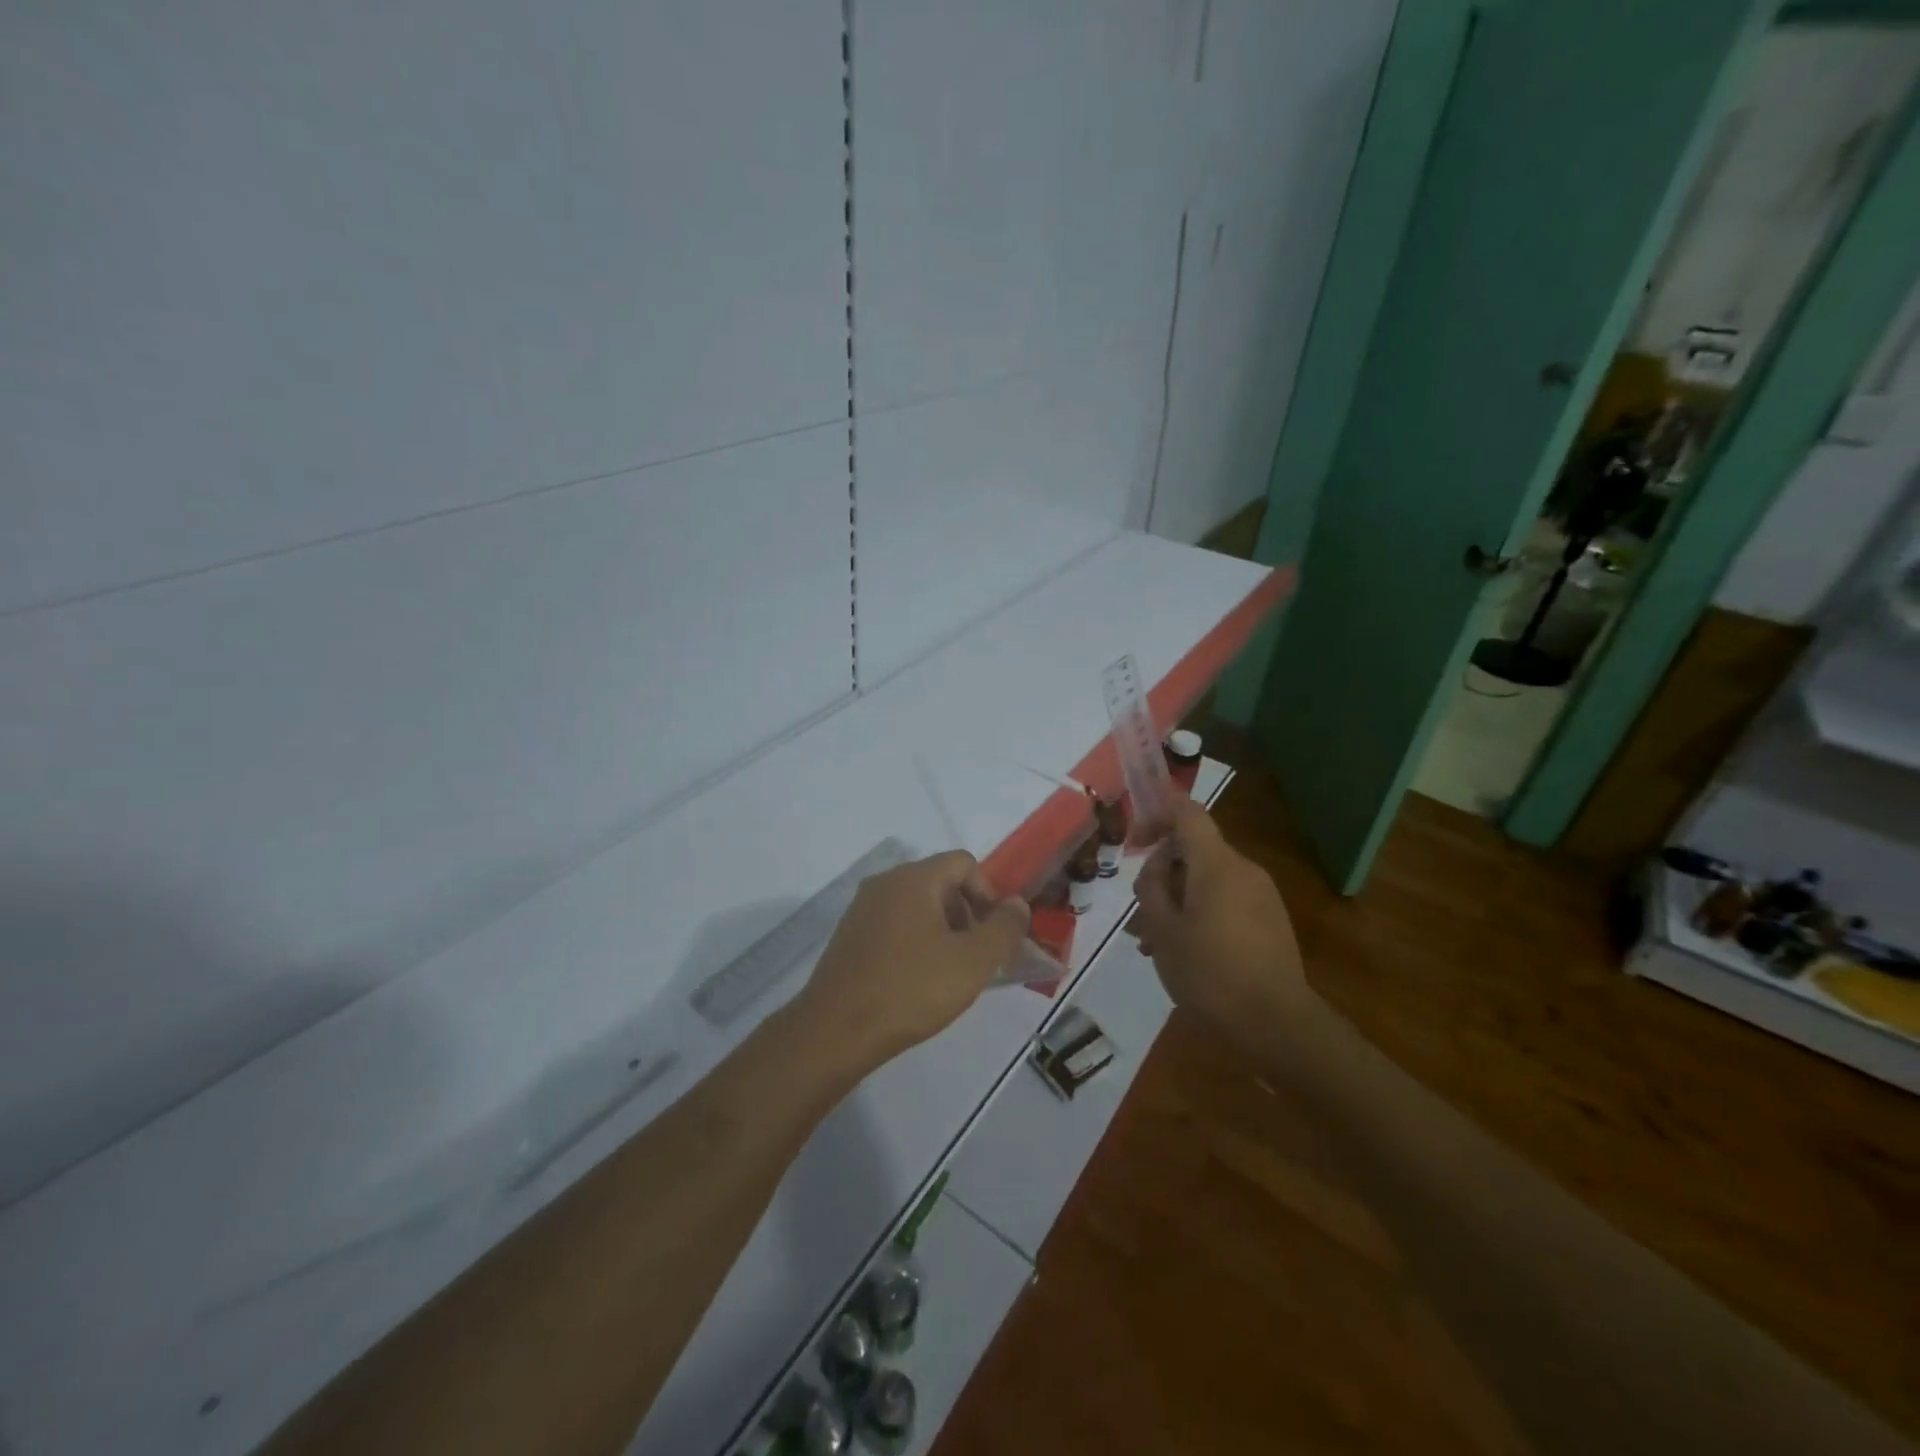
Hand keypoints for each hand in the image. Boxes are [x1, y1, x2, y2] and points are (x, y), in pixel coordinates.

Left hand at [797, 850, 1031, 1069]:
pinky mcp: (849, 935)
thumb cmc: (911, 990)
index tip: (995, 934)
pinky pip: (894, 924)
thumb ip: (1004, 928)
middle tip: (977, 956)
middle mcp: (884, 883)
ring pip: (917, 904)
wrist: (835, 1031)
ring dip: (943, 930)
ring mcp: (862, 908)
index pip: (964, 863)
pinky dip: (915, 941)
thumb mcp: (973, 961)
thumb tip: (1017, 904)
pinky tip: (917, 981)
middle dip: (967, 913)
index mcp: (913, 879)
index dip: (989, 893)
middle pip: (940, 881)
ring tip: (949, 973)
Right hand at [1132, 800, 1309, 1046]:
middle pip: (1194, 850)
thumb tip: (1157, 866)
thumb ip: (1152, 887)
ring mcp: (1261, 894)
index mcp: (1217, 864)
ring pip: (1207, 879)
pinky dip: (1199, 912)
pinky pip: (1226, 900)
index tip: (1133, 842)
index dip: (1156, 815)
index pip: (1187, 812)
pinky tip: (1183, 952)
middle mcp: (1243, 869)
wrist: (1277, 1024)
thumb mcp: (1163, 930)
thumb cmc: (1210, 973)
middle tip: (1139, 914)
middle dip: (1161, 874)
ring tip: (1154, 943)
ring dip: (1177, 899)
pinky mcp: (1270, 919)